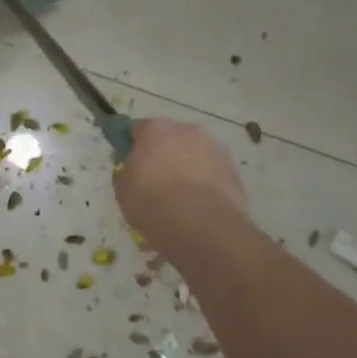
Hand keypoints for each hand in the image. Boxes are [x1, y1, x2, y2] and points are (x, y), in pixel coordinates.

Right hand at [114, 118, 248, 255]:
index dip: (130, 145)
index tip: (128, 163)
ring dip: (186, 168)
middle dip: (162, 154)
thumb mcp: (122, 189)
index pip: (136, 128)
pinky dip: (204, 184)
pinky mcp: (233, 172)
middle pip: (169, 138)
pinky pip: (211, 173)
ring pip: (193, 155)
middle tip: (154, 182)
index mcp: (156, 129)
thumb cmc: (154, 203)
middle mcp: (187, 131)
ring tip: (179, 200)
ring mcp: (215, 150)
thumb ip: (127, 171)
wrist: (203, 228)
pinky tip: (198, 208)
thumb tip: (135, 169)